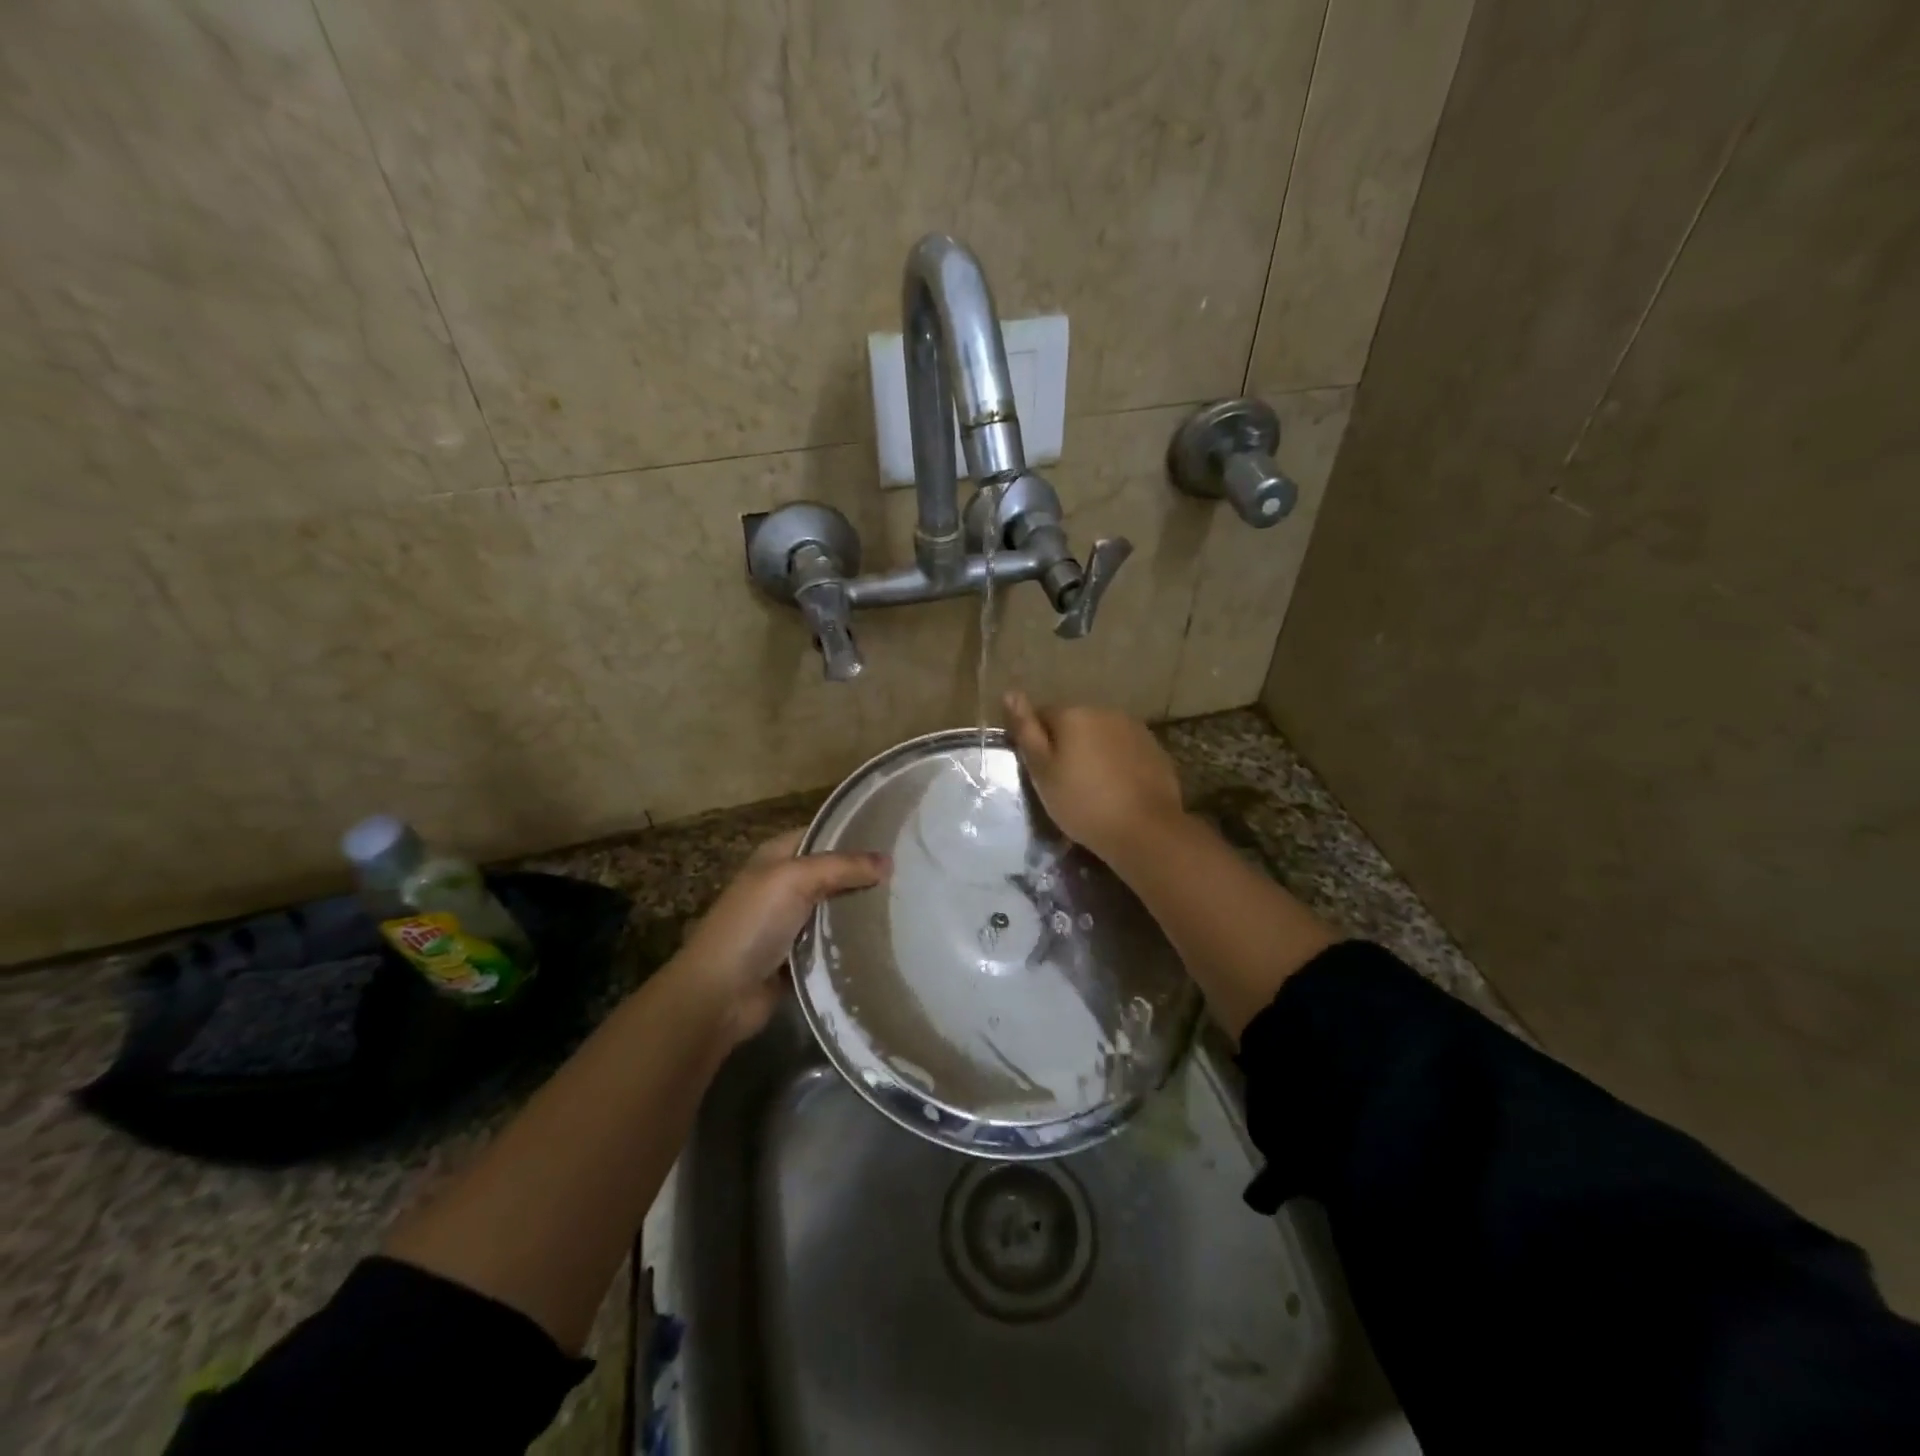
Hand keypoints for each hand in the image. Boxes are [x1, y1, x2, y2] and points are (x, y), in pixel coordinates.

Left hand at [676, 828, 889, 1043]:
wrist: (719, 994)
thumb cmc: (753, 924)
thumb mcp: (795, 879)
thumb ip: (842, 866)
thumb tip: (889, 861)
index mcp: (776, 856)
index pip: (822, 834)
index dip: (854, 833)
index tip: (896, 838)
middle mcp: (784, 884)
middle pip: (833, 872)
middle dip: (865, 873)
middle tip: (911, 874)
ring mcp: (791, 922)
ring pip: (837, 907)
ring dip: (863, 908)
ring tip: (908, 903)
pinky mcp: (800, 955)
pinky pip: (834, 941)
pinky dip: (853, 940)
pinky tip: (887, 937)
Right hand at [1003, 691, 1184, 860]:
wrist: (1144, 829)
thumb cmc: (1082, 803)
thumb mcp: (1042, 771)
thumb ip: (1026, 730)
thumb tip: (1010, 693)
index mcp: (1073, 714)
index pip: (1043, 715)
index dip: (1037, 742)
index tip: (1040, 771)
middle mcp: (1104, 711)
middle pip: (1075, 723)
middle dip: (1067, 745)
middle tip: (1064, 782)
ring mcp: (1134, 728)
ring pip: (1101, 735)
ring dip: (1093, 752)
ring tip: (1093, 787)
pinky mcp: (1154, 749)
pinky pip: (1125, 749)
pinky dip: (1117, 762)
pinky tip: (1117, 789)